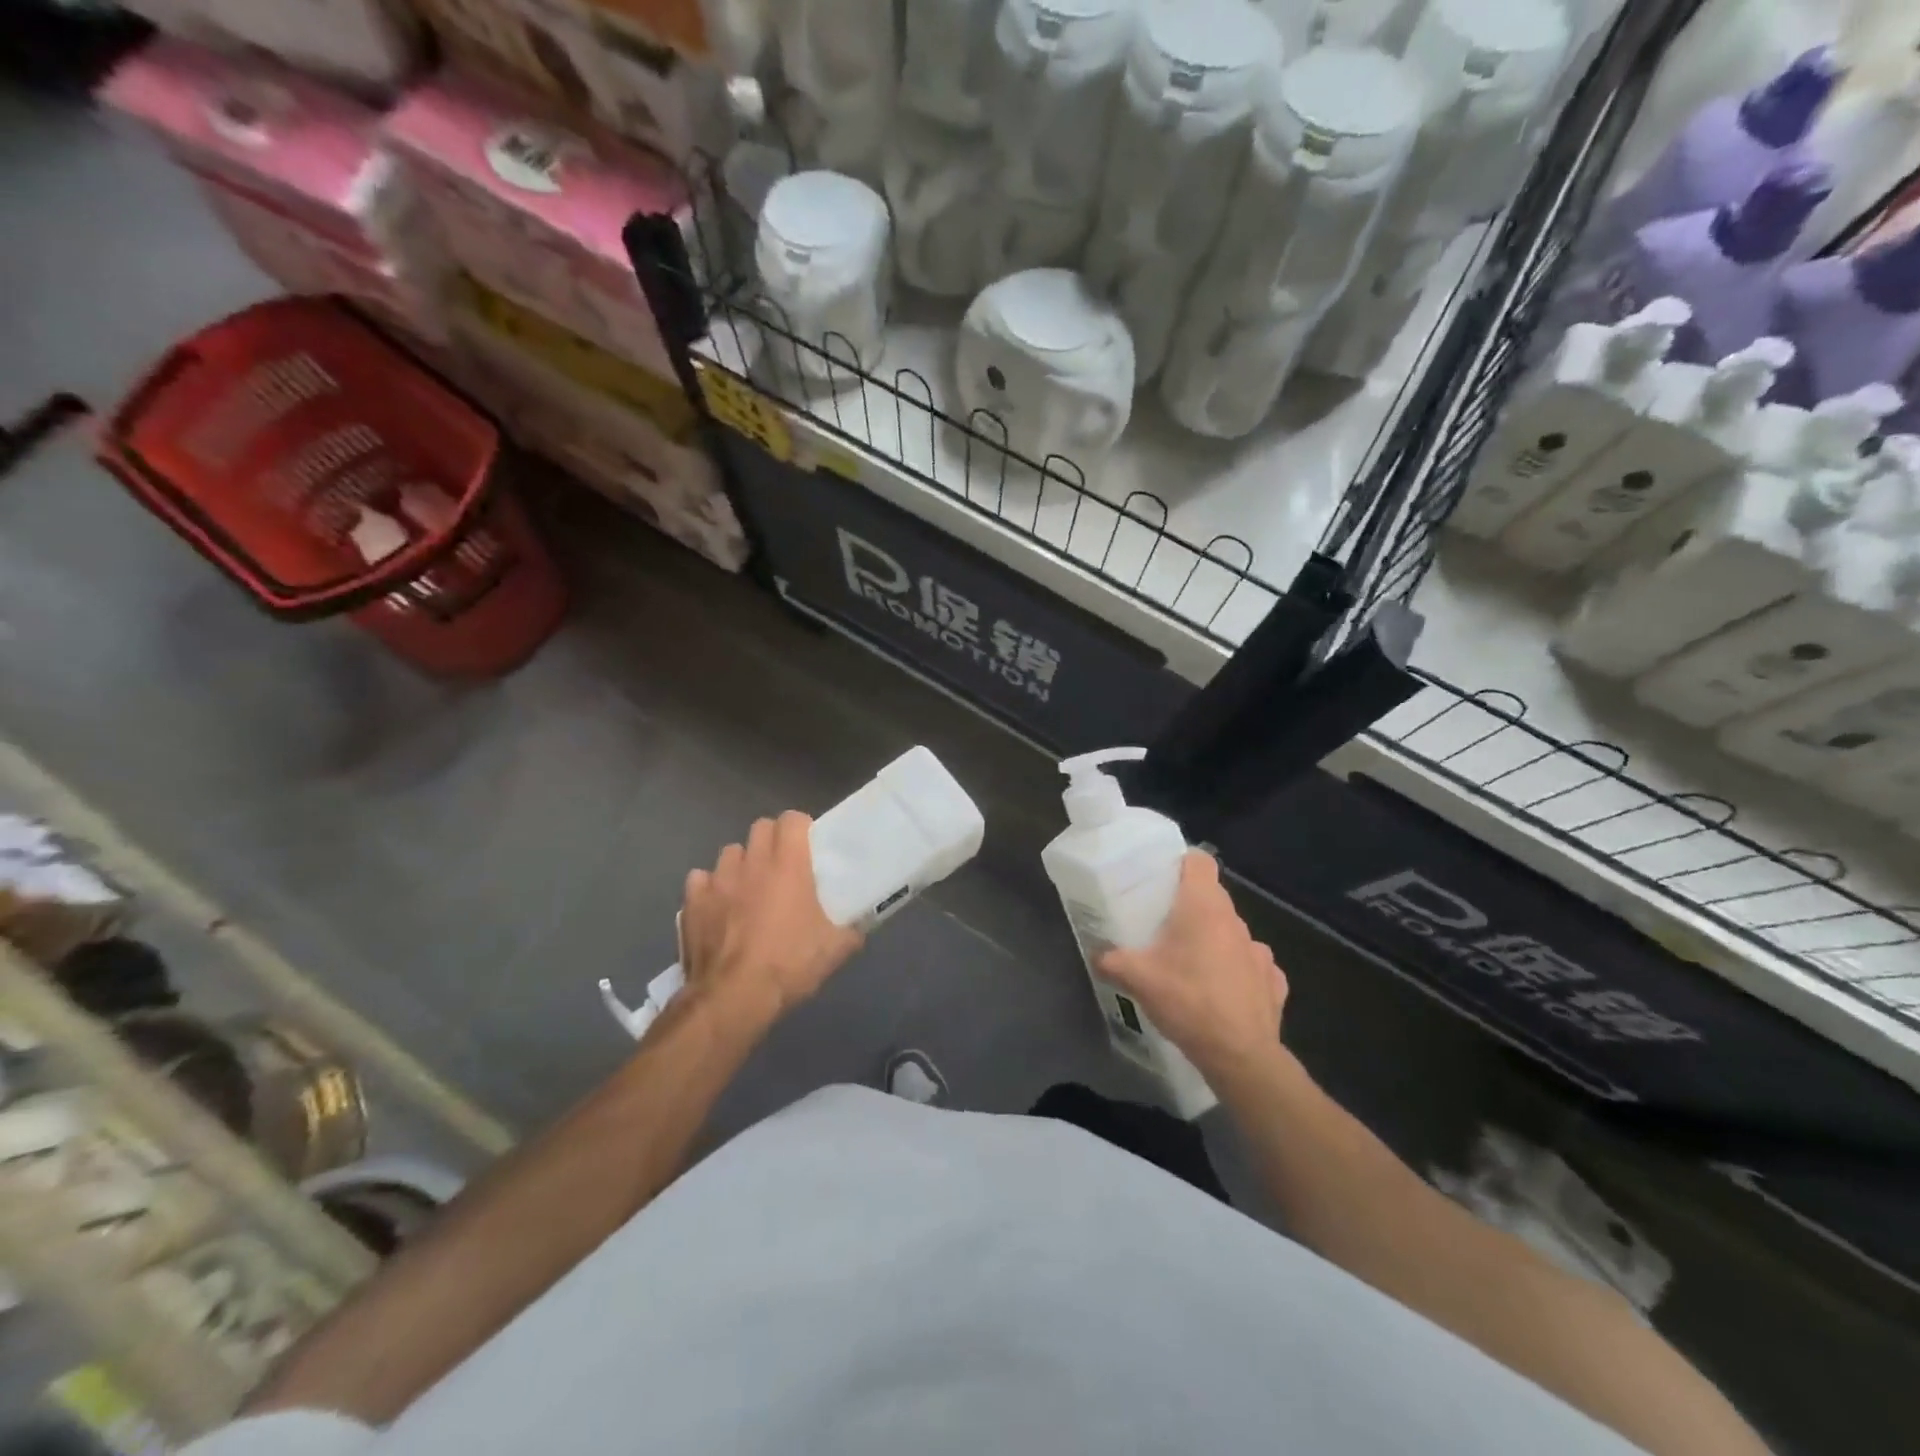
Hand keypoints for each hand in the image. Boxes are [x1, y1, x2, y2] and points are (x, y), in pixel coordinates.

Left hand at [679, 812, 864, 1029]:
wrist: (733, 997)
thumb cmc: (789, 964)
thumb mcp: (835, 950)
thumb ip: (850, 929)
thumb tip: (858, 926)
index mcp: (788, 864)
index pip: (792, 819)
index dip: (801, 827)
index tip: (808, 845)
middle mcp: (752, 862)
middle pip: (760, 827)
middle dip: (772, 840)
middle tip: (782, 866)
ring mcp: (717, 880)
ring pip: (730, 852)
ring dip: (742, 863)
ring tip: (749, 887)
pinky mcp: (692, 902)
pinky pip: (701, 880)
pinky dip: (710, 888)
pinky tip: (718, 907)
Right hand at [1098, 852, 1286, 1083]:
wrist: (1240, 1055)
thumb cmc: (1187, 1001)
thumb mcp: (1137, 979)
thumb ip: (1112, 960)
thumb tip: (1096, 954)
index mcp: (1204, 907)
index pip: (1200, 861)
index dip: (1181, 864)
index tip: (1162, 879)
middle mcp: (1235, 921)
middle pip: (1212, 898)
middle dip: (1189, 907)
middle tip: (1162, 927)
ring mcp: (1260, 951)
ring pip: (1231, 932)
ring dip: (1213, 941)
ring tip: (1190, 965)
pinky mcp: (1274, 982)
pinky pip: (1251, 965)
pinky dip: (1237, 972)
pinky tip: (1221, 992)